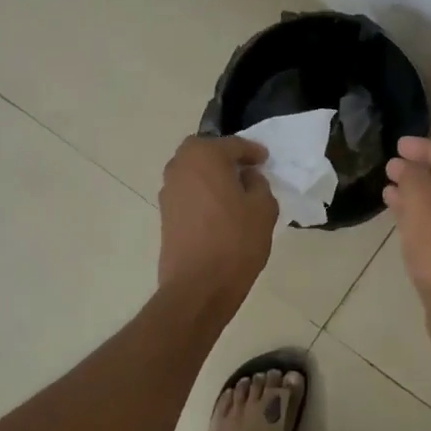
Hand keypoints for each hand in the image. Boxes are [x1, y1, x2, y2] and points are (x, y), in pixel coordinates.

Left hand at [157, 135, 278, 306]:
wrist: (198, 285)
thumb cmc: (235, 241)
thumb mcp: (263, 208)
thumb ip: (258, 184)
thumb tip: (247, 177)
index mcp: (205, 155)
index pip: (233, 144)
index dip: (253, 152)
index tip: (265, 160)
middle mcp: (180, 166)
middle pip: (205, 151)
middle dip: (225, 157)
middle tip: (246, 170)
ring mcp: (168, 190)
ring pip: (193, 171)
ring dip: (211, 175)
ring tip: (234, 191)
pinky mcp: (165, 213)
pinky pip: (187, 191)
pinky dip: (202, 192)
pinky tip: (219, 209)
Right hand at [384, 137, 430, 315]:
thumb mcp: (422, 201)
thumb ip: (412, 175)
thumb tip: (405, 166)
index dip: (424, 149)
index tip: (397, 147)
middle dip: (421, 174)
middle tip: (391, 170)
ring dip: (420, 199)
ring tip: (389, 195)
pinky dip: (426, 221)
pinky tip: (403, 224)